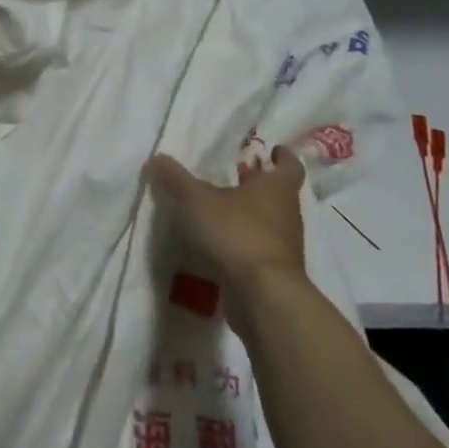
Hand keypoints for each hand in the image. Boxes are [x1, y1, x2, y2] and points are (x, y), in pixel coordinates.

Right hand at [149, 146, 308, 307]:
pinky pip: (258, 252)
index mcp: (277, 190)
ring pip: (269, 224)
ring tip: (220, 213)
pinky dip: (242, 247)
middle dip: (259, 187)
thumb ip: (177, 180)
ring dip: (249, 218)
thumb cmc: (237, 234)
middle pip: (278, 196)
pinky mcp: (274, 275)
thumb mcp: (197, 201)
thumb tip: (158, 157)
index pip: (290, 167)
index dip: (283, 157)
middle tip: (235, 178)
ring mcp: (284, 248)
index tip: (273, 150)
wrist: (263, 297)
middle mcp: (287, 215)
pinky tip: (218, 248)